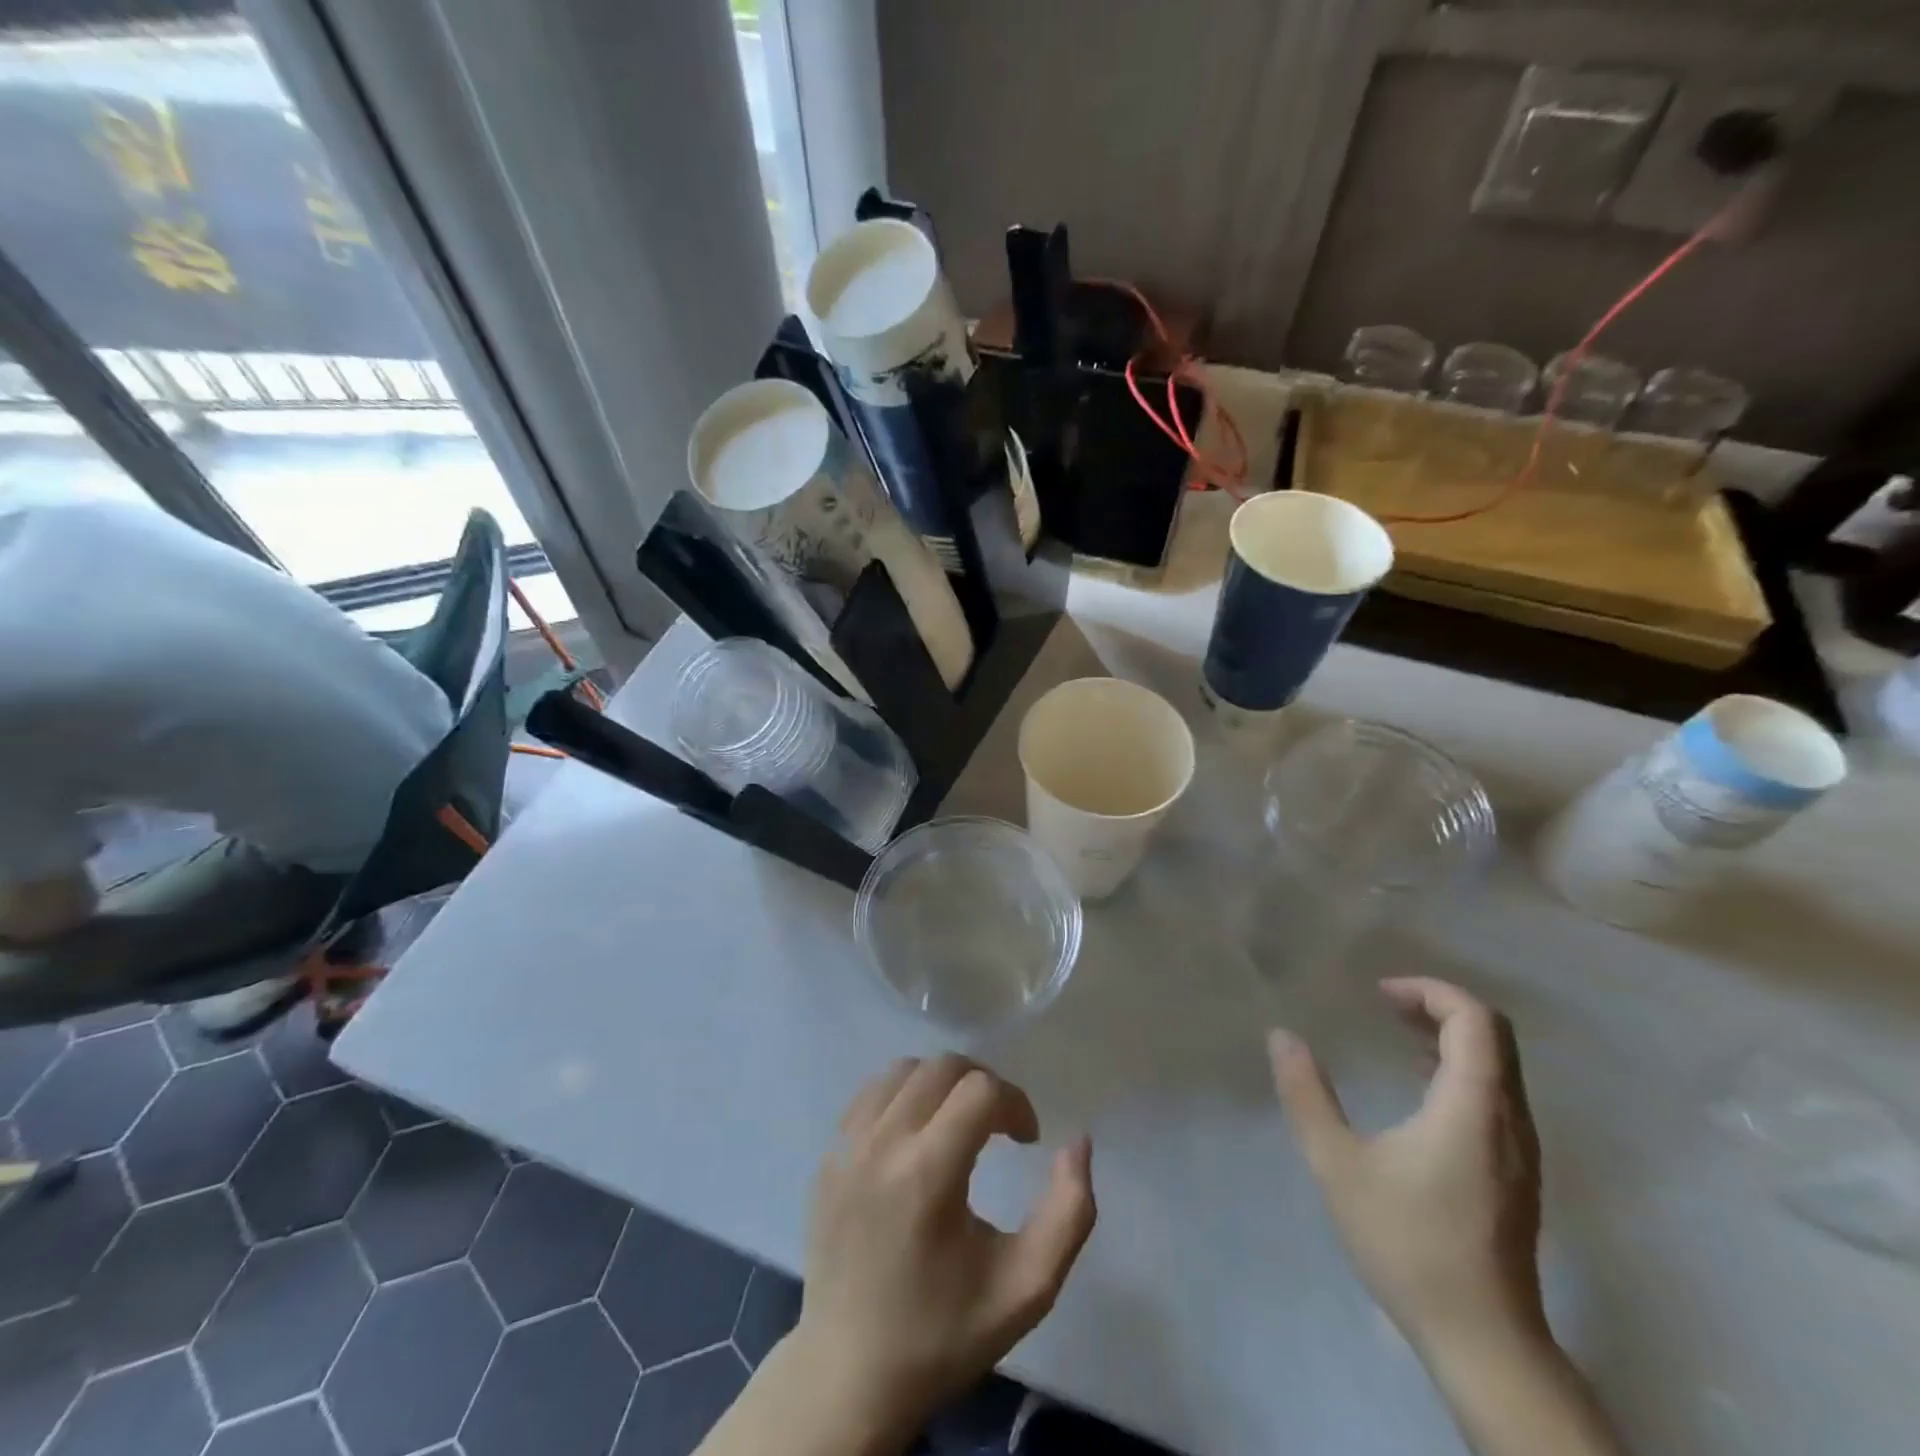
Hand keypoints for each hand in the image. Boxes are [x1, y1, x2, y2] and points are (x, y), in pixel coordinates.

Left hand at [786, 1055, 1095, 1444]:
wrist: (852, 1375)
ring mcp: (847, 1147)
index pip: (981, 1090)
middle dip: (983, 1084)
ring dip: (942, 1083)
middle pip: (942, 1067)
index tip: (1027, 1141)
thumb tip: (1078, 1142)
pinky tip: (916, 1135)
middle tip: (999, 1127)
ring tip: (959, 1124)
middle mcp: (881, 1145)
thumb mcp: (1027, 1287)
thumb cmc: (944, 1332)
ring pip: (903, 1070)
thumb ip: (1069, 1212)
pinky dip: (903, 1095)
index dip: (1016, 1103)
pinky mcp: (828, 1157)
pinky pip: (871, 1095)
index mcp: (927, 1174)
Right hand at [1268, 978, 1545, 1359]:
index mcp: (1473, 1106)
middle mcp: (1509, 1118)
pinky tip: (1419, 1087)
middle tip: (1384, 1004)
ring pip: (1498, 1065)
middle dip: (1439, 1006)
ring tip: (1396, 1034)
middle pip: (1492, 1035)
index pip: (1474, 1019)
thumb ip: (1306, 1094)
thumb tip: (1282, 1036)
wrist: (1483, 1341)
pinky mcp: (1517, 1172)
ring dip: (1450, 1036)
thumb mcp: (1338, 1164)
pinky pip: (1496, 1093)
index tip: (1378, 994)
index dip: (1429, 991)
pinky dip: (1459, 1068)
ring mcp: (1520, 1148)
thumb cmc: (1408, 1243)